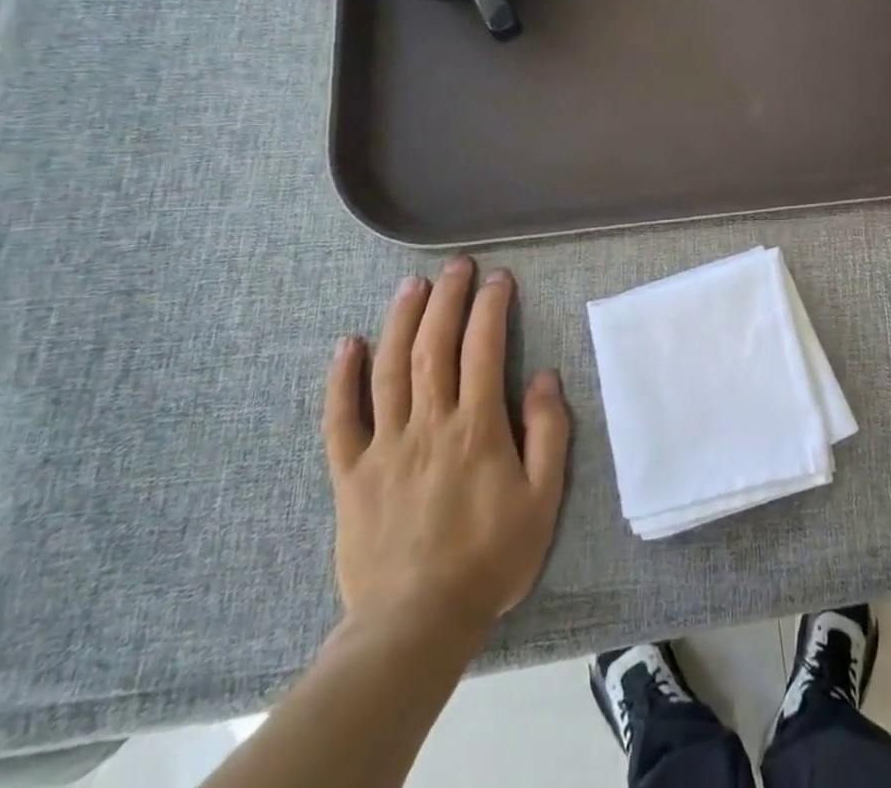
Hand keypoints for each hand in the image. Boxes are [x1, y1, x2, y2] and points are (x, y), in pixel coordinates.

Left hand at [322, 259, 570, 640]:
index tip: (499, 278)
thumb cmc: (490, 559)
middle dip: (447, 298)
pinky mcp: (351, 474)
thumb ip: (549, 434)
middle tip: (457, 265)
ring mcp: (384, 447)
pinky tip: (348, 344)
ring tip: (412, 284)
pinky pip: (341, 419)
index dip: (490, 307)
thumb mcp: (543, 499)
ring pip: (389, 369)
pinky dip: (342, 378)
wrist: (415, 625)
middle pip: (434, 346)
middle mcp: (429, 425)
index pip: (483, 349)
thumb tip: (545, 377)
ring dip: (401, 320)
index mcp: (476, 428)